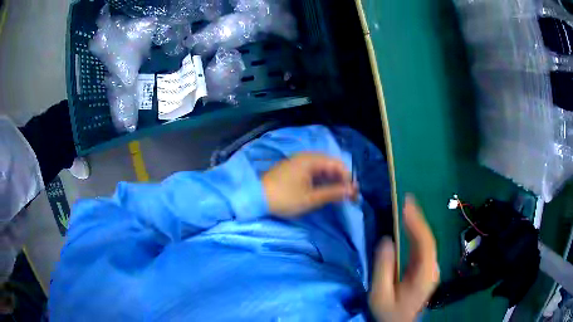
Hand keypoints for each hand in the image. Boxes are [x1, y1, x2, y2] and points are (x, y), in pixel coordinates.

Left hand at [262, 153, 357, 217]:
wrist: (255, 198)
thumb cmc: (284, 198)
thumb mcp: (310, 198)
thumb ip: (333, 193)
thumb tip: (352, 191)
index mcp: (311, 160)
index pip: (338, 164)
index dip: (348, 178)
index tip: (353, 194)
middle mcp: (306, 157)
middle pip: (331, 165)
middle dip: (341, 180)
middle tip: (348, 196)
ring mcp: (299, 162)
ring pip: (322, 169)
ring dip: (332, 181)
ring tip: (338, 196)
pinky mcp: (294, 170)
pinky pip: (313, 172)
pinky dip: (321, 181)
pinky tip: (324, 191)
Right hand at [369, 195, 438, 321]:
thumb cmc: (389, 311)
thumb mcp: (380, 294)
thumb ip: (383, 268)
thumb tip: (386, 241)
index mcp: (424, 275)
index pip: (425, 244)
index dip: (417, 223)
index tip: (407, 205)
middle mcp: (432, 269)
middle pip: (428, 239)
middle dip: (418, 218)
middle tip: (406, 200)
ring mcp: (430, 269)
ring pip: (426, 242)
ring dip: (417, 223)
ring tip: (407, 207)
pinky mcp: (426, 269)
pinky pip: (423, 247)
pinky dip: (416, 233)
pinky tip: (409, 224)